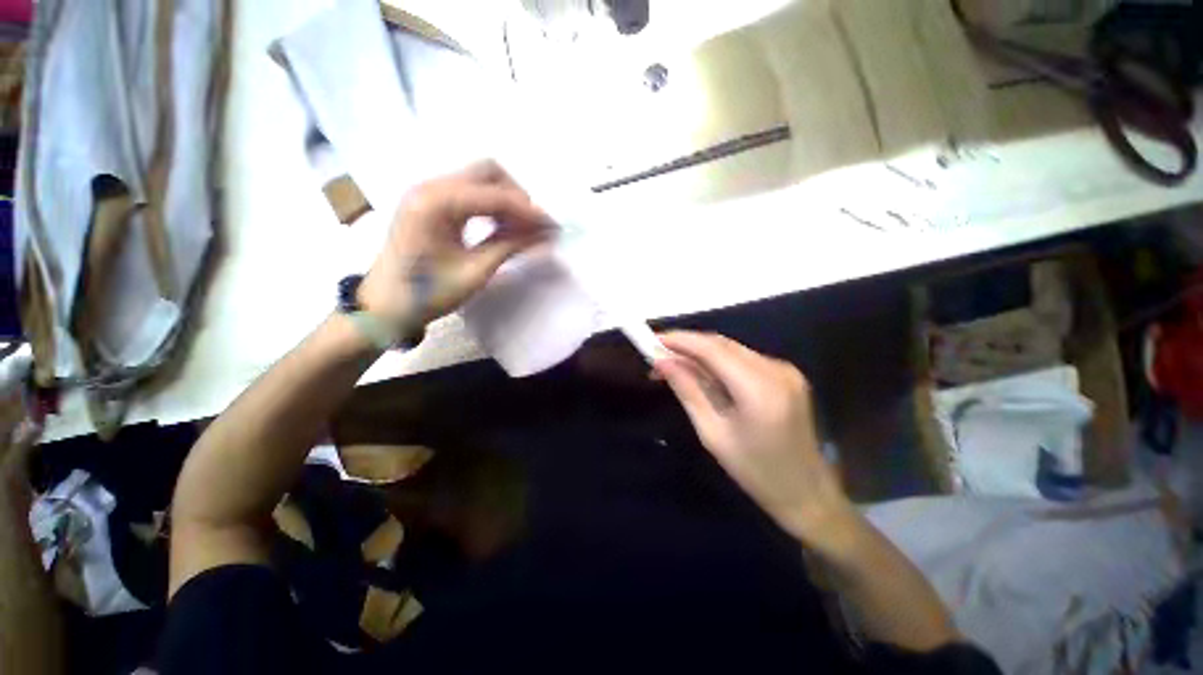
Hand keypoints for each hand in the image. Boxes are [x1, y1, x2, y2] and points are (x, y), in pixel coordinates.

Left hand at [358, 161, 552, 326]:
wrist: (384, 306)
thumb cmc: (427, 294)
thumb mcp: (474, 272)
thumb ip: (510, 246)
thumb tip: (545, 234)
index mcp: (436, 203)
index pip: (495, 195)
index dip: (529, 211)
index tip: (553, 227)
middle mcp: (430, 187)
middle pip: (487, 172)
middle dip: (517, 196)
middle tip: (534, 226)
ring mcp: (428, 192)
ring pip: (479, 179)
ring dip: (506, 200)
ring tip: (522, 229)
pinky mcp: (430, 203)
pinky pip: (469, 193)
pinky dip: (491, 205)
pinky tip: (501, 226)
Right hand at [656, 332, 855, 545]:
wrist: (807, 492)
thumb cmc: (755, 471)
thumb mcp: (712, 433)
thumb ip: (688, 390)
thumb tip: (662, 361)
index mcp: (759, 389)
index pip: (712, 349)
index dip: (680, 340)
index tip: (652, 340)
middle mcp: (776, 369)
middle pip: (721, 344)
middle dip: (687, 345)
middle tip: (658, 356)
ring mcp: (785, 369)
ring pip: (731, 348)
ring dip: (701, 352)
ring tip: (673, 364)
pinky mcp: (786, 374)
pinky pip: (743, 358)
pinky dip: (718, 361)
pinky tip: (701, 372)